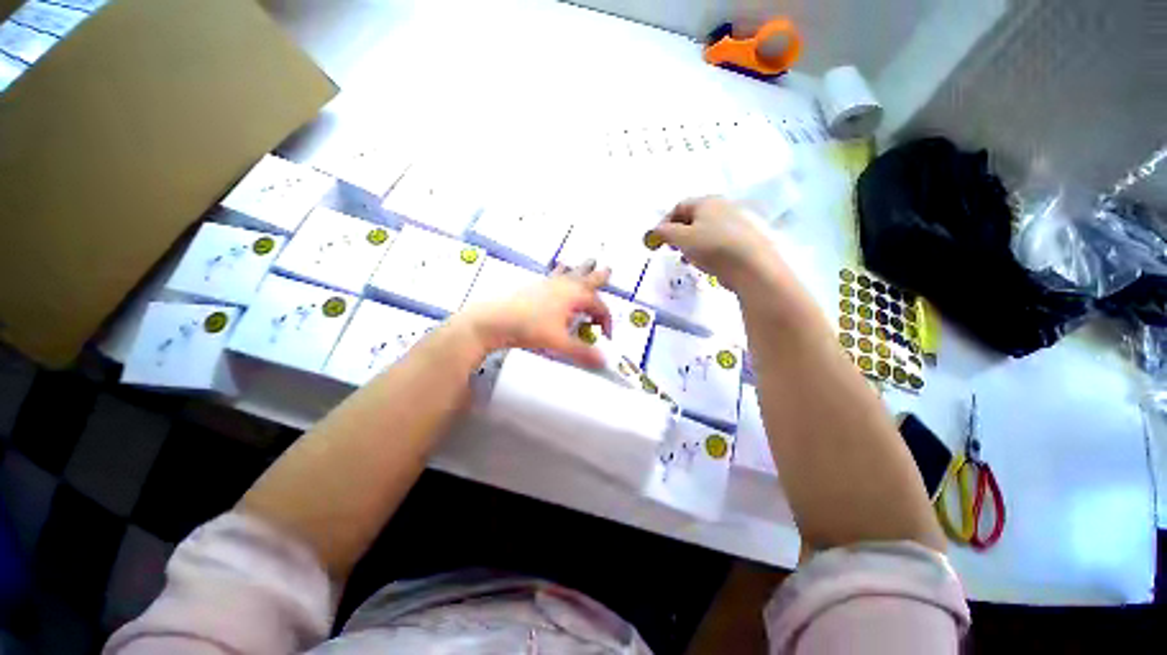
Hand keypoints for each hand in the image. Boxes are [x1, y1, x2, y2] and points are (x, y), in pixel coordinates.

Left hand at [460, 261, 612, 367]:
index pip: (599, 307)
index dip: (606, 321)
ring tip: (588, 262)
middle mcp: (564, 285)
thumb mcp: (559, 343)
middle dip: (599, 276)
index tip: (605, 336)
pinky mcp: (535, 286)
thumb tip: (603, 362)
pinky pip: (554, 275)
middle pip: (587, 278)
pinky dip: (561, 272)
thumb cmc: (529, 328)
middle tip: (608, 269)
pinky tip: (558, 270)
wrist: (494, 321)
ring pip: (570, 273)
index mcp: (575, 296)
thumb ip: (583, 352)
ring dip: (581, 269)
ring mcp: (548, 283)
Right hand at [648, 196, 779, 290]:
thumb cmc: (713, 247)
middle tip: (671, 248)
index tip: (657, 239)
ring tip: (688, 258)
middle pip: (693, 217)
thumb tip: (655, 230)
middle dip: (678, 233)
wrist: (753, 266)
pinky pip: (718, 240)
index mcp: (707, 202)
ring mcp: (736, 222)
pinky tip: (707, 262)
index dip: (664, 222)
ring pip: (706, 230)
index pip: (679, 206)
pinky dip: (707, 249)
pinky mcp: (744, 238)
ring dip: (692, 243)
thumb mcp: (682, 239)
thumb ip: (665, 233)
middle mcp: (723, 206)